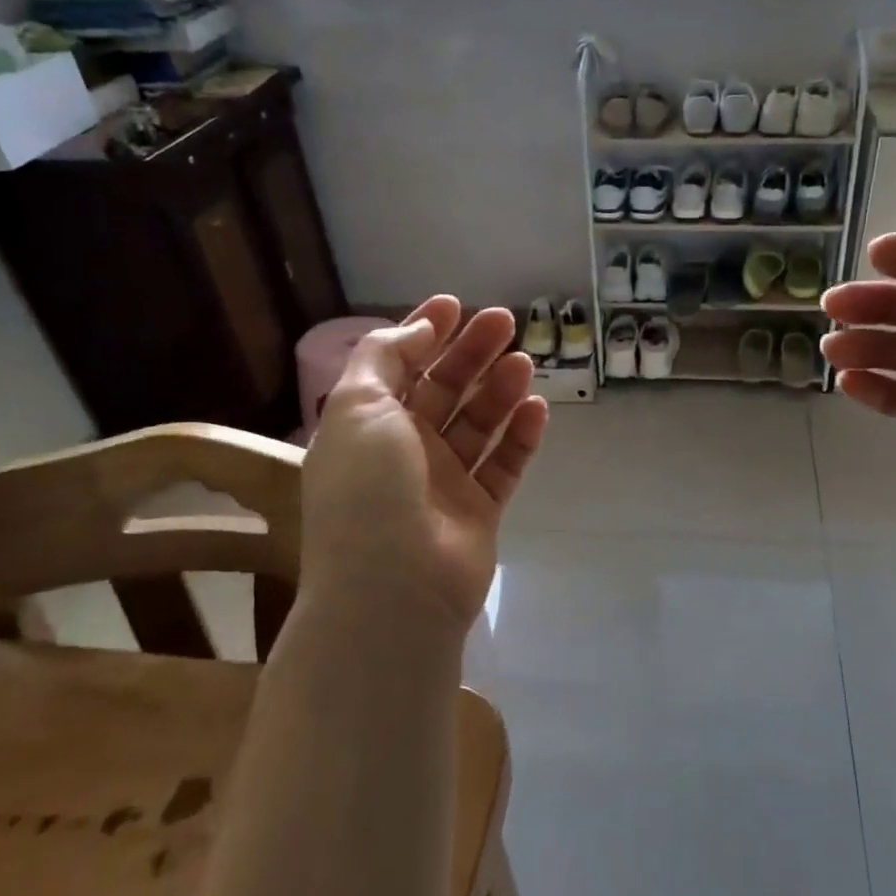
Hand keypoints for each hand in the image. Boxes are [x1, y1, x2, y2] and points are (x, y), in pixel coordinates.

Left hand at [298, 297, 547, 628]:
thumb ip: (385, 357)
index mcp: (367, 425)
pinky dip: (520, 435)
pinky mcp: (479, 511)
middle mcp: (404, 450)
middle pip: (443, 390)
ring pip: (478, 424)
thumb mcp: (358, 407)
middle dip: (471, 353)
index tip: (455, 304)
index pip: (398, 367)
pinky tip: (537, 406)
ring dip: (499, 389)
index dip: (424, 332)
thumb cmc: (367, 490)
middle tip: (505, 322)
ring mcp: (443, 482)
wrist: (394, 591)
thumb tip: (418, 328)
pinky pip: (504, 464)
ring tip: (525, 361)